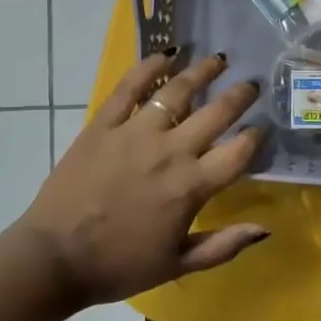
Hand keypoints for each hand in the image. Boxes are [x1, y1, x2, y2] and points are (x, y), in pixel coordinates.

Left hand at [20, 49, 267, 307]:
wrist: (56, 257)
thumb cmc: (119, 265)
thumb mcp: (178, 265)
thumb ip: (224, 245)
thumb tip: (265, 228)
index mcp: (191, 186)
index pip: (238, 152)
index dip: (256, 136)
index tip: (263, 126)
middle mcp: (170, 151)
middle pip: (216, 113)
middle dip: (239, 95)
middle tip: (252, 83)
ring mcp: (134, 132)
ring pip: (177, 91)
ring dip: (202, 71)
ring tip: (218, 60)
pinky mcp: (103, 124)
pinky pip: (129, 87)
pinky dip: (149, 67)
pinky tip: (165, 55)